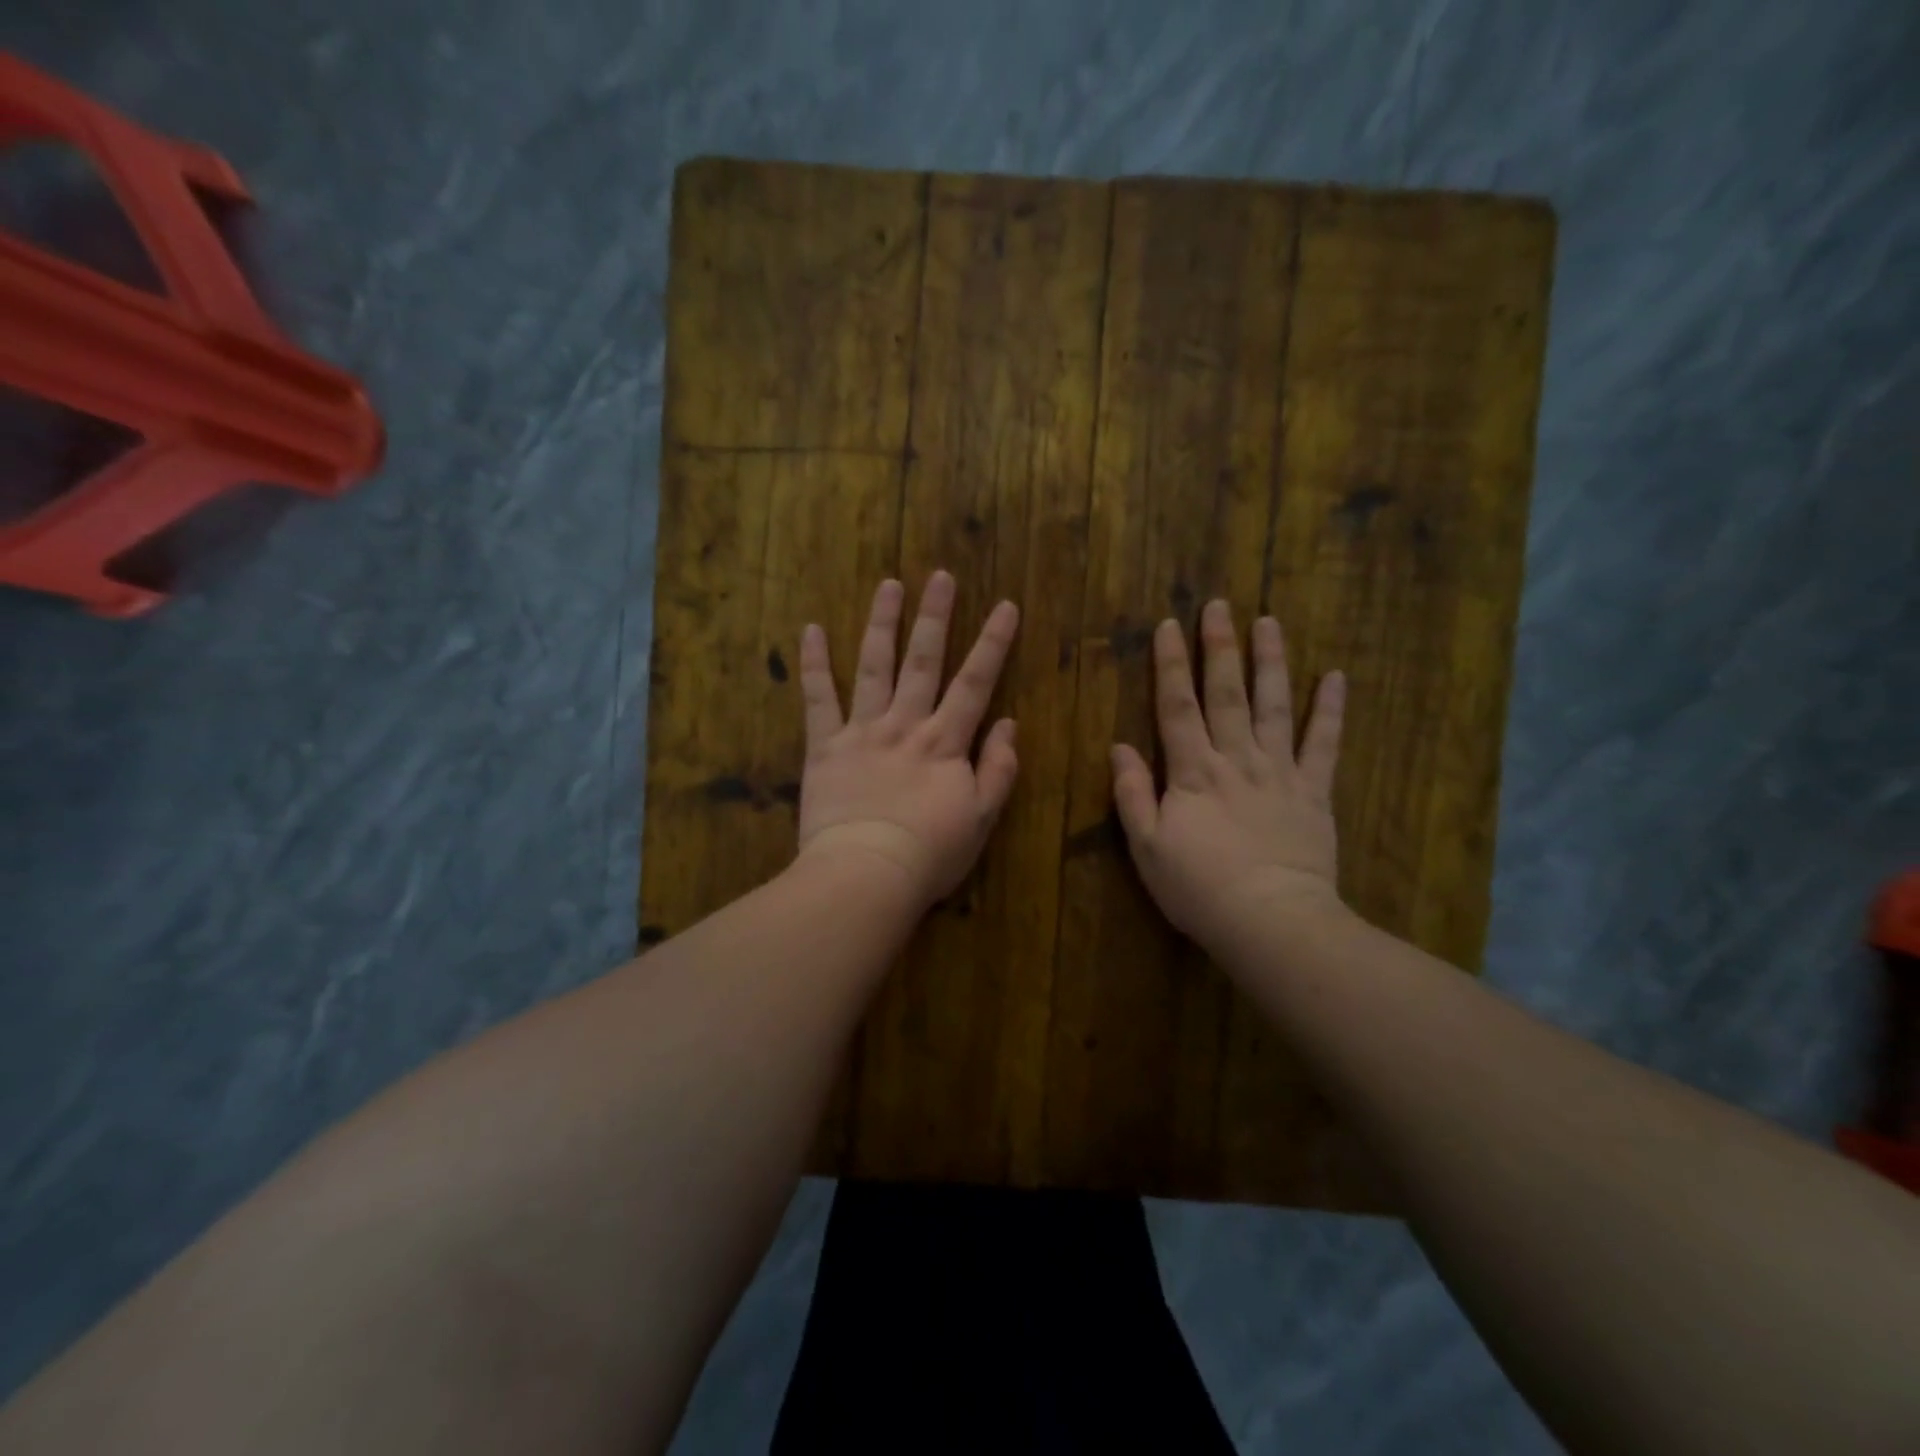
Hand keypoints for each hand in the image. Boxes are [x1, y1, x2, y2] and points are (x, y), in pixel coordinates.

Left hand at [796, 572, 1020, 912]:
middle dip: (935, 617)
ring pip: (875, 667)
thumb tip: (1009, 723)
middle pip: (924, 661)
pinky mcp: (825, 747)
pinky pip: (818, 699)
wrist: (867, 874)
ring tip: (888, 585)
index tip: (1005, 605)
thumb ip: (999, 768)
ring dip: (882, 624)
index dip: (993, 643)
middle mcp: (905, 725)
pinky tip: (811, 629)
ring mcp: (862, 731)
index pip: (975, 682)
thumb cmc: (930, 854)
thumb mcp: (982, 818)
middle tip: (940, 576)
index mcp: (945, 742)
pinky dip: (814, 664)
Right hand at [1111, 601, 1347, 950]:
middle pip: (1226, 694)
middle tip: (1220, 604)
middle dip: (1220, 647)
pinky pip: (1324, 744)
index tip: (1169, 625)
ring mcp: (1279, 772)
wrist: (1270, 920)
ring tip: (1269, 622)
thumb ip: (1131, 793)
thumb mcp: (1147, 847)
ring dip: (1271, 662)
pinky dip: (1330, 711)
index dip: (1171, 665)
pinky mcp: (1314, 792)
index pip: (1177, 707)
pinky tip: (1336, 677)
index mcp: (1192, 772)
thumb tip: (1118, 746)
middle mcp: (1236, 759)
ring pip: (1274, 706)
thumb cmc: (1198, 888)